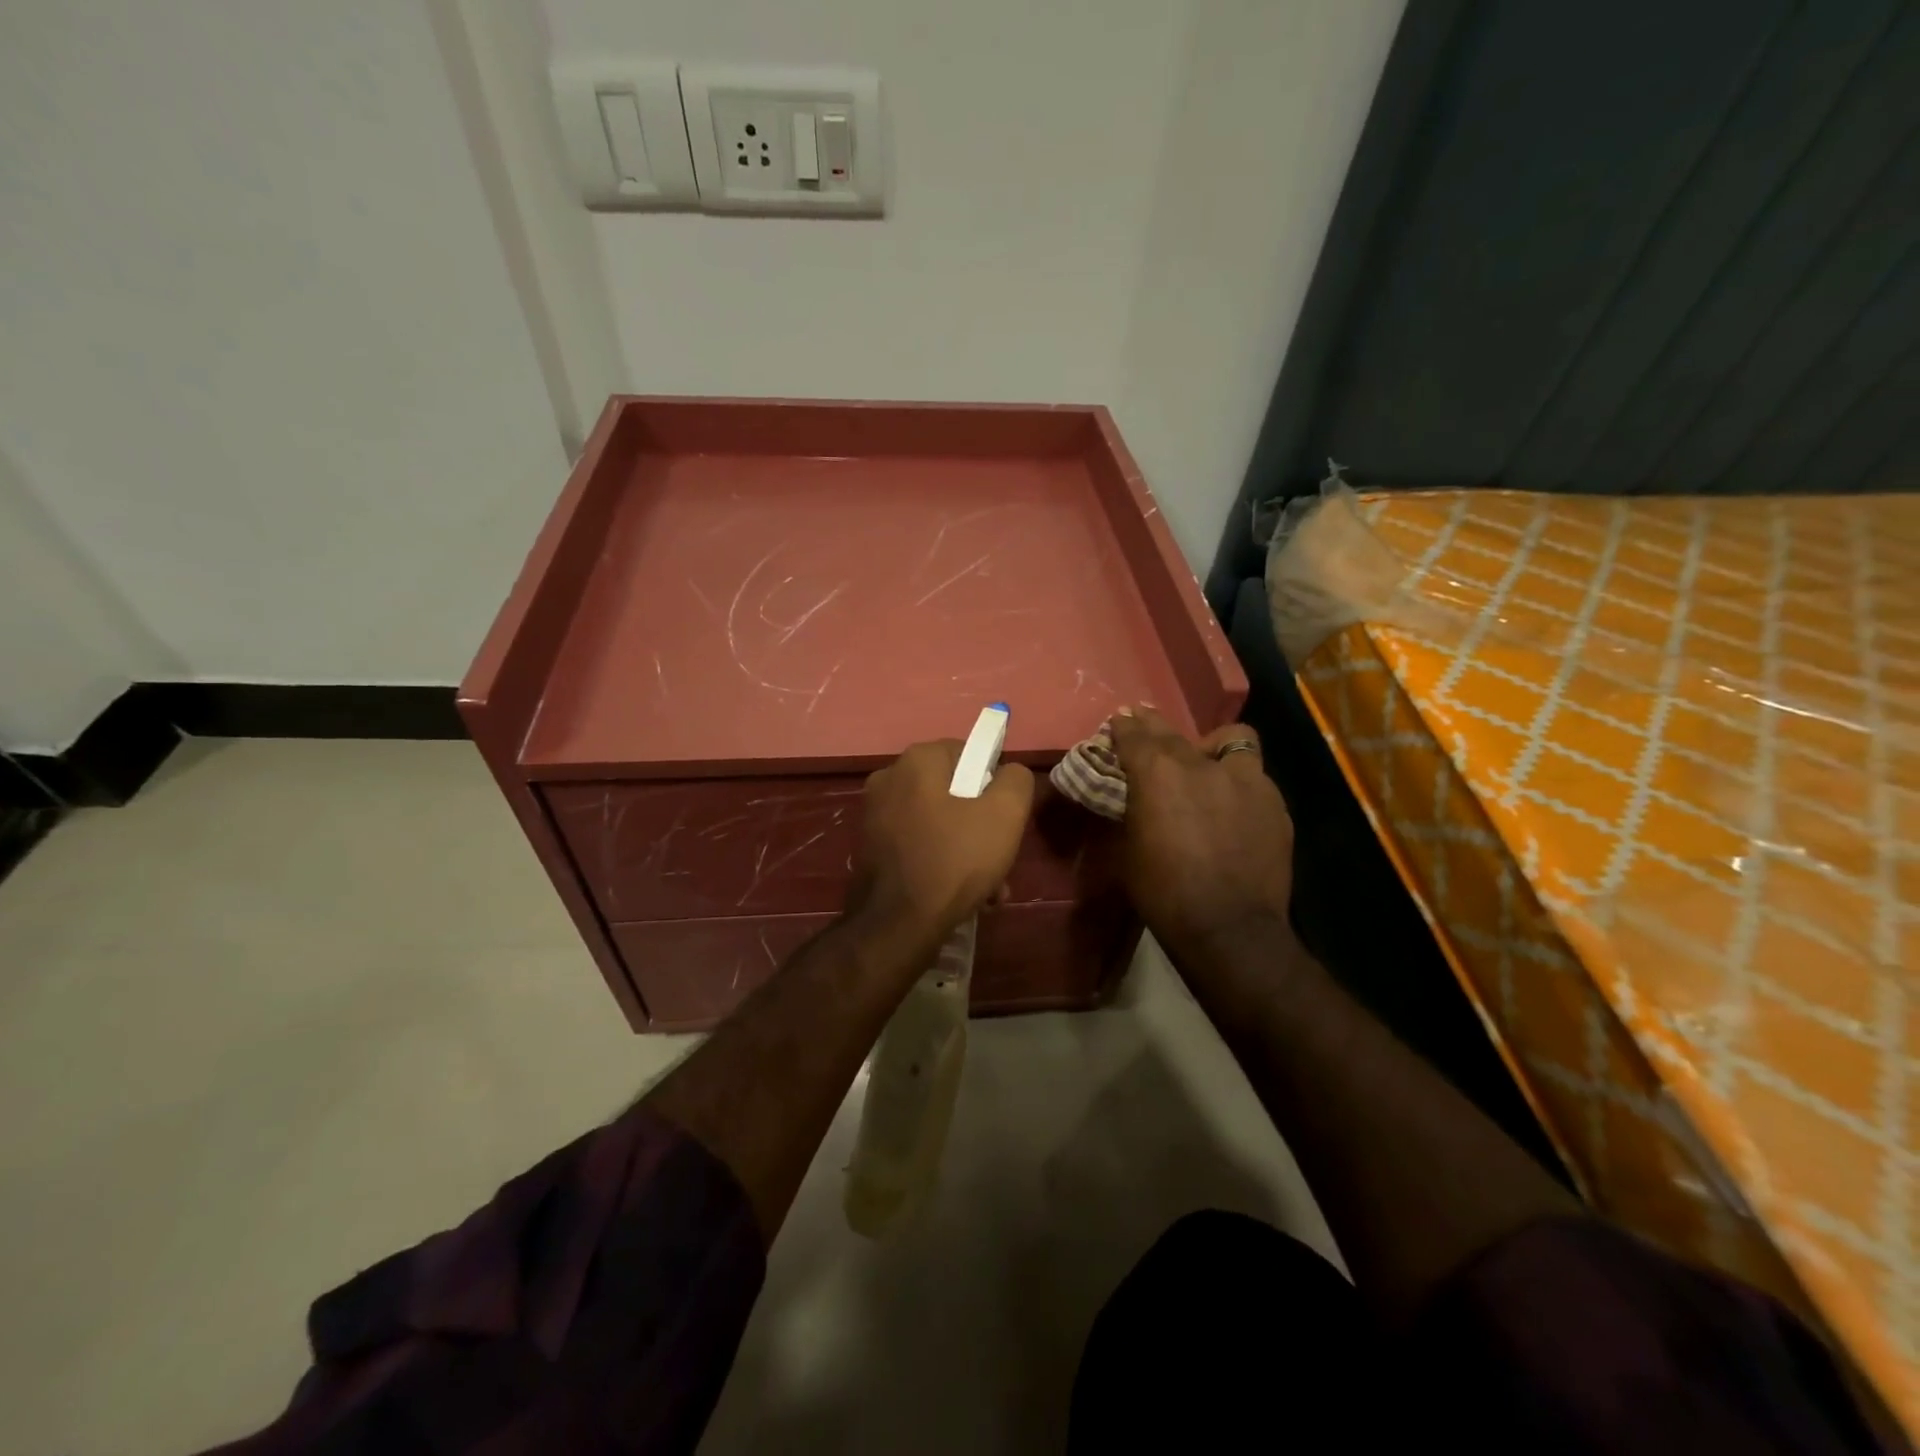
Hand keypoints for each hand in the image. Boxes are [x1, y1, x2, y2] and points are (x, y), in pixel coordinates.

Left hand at [849, 740, 1034, 943]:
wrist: (898, 925)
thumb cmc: (955, 860)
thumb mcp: (1005, 814)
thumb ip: (1016, 780)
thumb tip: (1009, 773)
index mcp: (916, 760)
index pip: (968, 752)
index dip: (993, 783)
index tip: (1005, 817)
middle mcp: (889, 778)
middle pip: (953, 791)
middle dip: (982, 824)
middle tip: (1001, 856)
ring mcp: (874, 815)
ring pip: (938, 822)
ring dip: (967, 849)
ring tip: (990, 887)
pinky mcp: (871, 848)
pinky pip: (918, 844)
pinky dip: (942, 862)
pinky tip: (964, 896)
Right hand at [1110, 708, 1294, 957]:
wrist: (1229, 929)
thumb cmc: (1164, 893)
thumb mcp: (1130, 848)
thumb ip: (1134, 809)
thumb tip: (1135, 795)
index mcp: (1158, 773)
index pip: (1135, 735)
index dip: (1124, 727)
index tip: (1120, 722)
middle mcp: (1202, 765)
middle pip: (1175, 733)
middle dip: (1156, 728)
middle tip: (1148, 732)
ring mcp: (1246, 780)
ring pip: (1232, 741)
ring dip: (1214, 749)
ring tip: (1208, 766)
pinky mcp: (1275, 804)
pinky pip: (1254, 779)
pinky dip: (1239, 784)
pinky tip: (1235, 808)